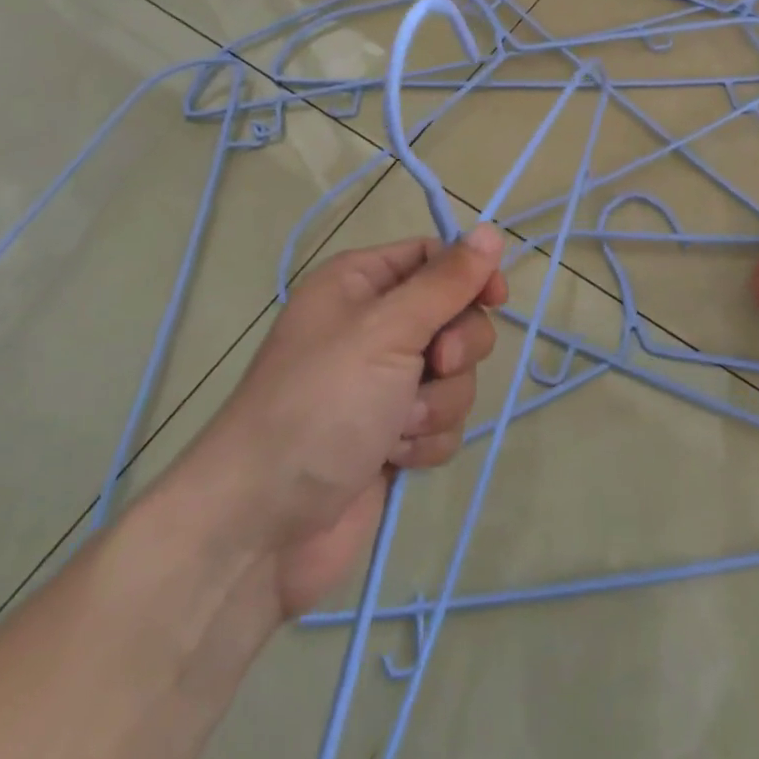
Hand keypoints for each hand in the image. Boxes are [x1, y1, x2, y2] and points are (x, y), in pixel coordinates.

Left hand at [177, 225, 507, 616]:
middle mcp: (373, 327)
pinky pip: (444, 421)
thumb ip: (446, 283)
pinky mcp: (394, 434)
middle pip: (455, 317)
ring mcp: (384, 384)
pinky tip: (393, 458)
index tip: (496, 300)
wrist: (262, 527)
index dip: (469, 275)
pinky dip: (426, 440)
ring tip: (396, 427)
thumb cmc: (320, 405)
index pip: (434, 257)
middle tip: (433, 368)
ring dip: (437, 404)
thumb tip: (491, 230)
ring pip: (456, 376)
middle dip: (455, 350)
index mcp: (360, 284)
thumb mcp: (386, 331)